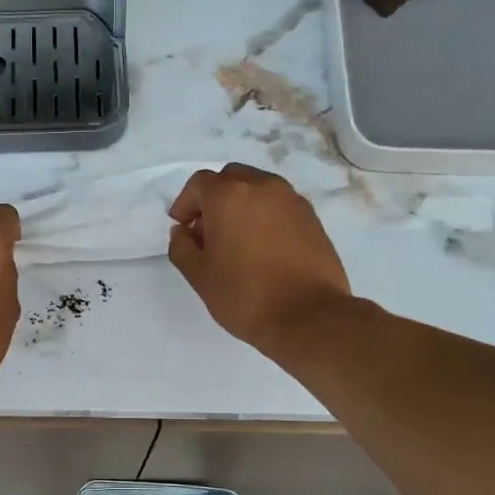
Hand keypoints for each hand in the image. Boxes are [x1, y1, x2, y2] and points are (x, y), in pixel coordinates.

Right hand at [168, 164, 351, 353]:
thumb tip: (182, 232)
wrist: (308, 316)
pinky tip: (262, 247)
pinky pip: (279, 204)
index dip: (185, 203)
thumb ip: (182, 247)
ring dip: (241, 204)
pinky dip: (265, 214)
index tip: (182, 228)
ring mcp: (291, 200)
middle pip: (230, 178)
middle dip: (213, 198)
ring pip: (258, 188)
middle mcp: (262, 187)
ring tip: (237, 240)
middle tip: (207, 232)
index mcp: (229, 196)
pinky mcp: (311, 217)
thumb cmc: (245, 296)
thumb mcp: (200, 276)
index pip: (199, 184)